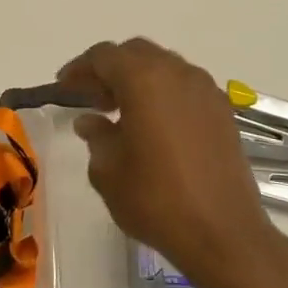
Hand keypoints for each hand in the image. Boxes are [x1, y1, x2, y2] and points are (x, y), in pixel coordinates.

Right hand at [57, 38, 276, 281]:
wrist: (223, 233)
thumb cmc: (156, 199)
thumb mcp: (108, 171)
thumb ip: (96, 137)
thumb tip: (91, 121)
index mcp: (144, 79)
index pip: (104, 56)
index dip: (79, 68)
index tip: (64, 87)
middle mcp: (178, 74)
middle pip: (136, 54)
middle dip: (110, 70)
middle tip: (92, 98)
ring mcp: (206, 91)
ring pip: (164, 67)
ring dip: (139, 80)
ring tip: (122, 113)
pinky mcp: (223, 112)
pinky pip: (185, 88)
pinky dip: (164, 95)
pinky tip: (154, 126)